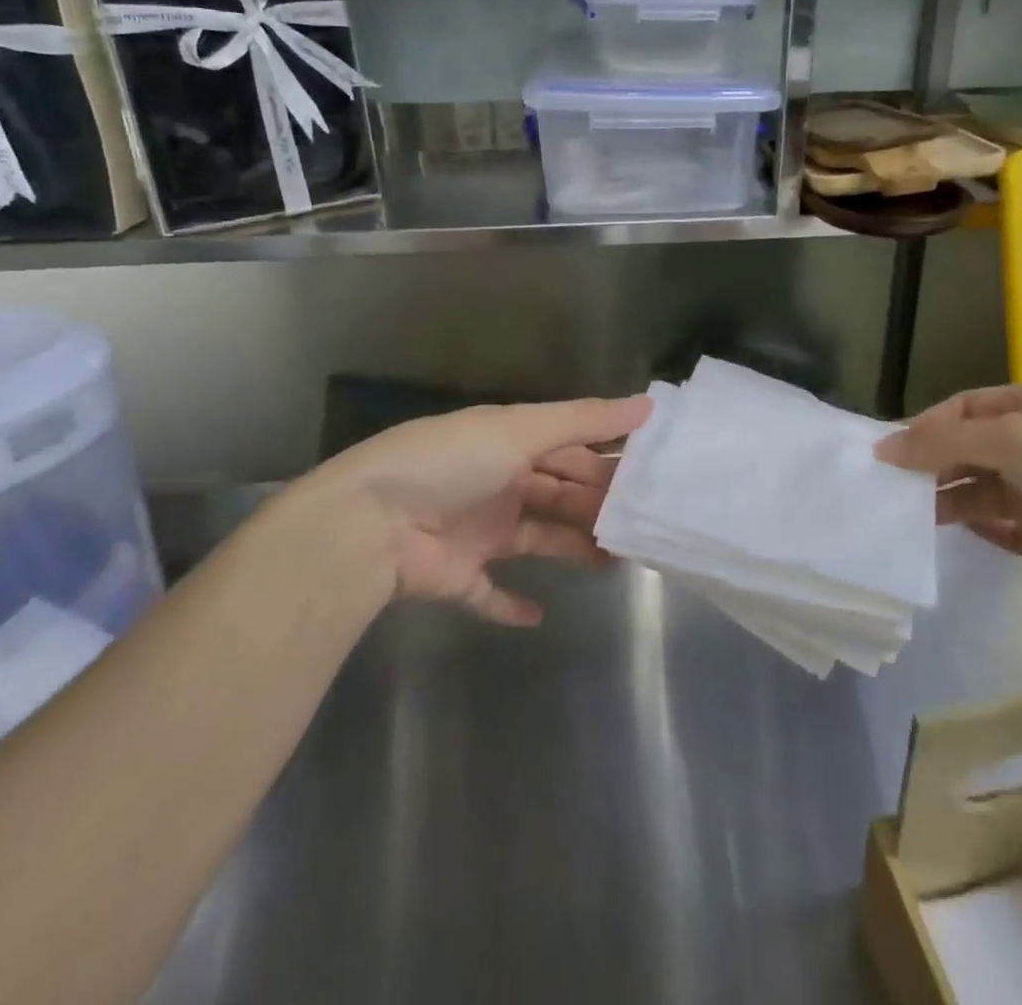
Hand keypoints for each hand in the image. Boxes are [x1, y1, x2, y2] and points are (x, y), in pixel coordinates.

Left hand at [277, 395, 651, 625]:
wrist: (368, 525)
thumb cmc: (450, 464)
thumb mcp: (519, 430)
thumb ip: (583, 420)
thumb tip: (648, 404)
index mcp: (510, 443)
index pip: (570, 448)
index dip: (608, 459)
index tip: (653, 474)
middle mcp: (498, 482)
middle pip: (560, 493)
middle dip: (599, 505)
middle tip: (645, 523)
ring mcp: (478, 531)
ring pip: (540, 538)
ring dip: (574, 549)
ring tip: (618, 562)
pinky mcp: (459, 576)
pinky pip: (490, 593)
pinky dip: (511, 605)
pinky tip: (539, 616)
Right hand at [875, 381, 1021, 608]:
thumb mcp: (1008, 438)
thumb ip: (941, 442)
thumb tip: (882, 448)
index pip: (961, 408)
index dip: (924, 426)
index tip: (887, 453)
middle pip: (964, 447)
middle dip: (927, 462)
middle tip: (887, 485)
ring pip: (972, 486)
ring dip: (940, 495)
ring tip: (903, 512)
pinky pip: (990, 524)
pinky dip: (966, 524)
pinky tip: (938, 530)